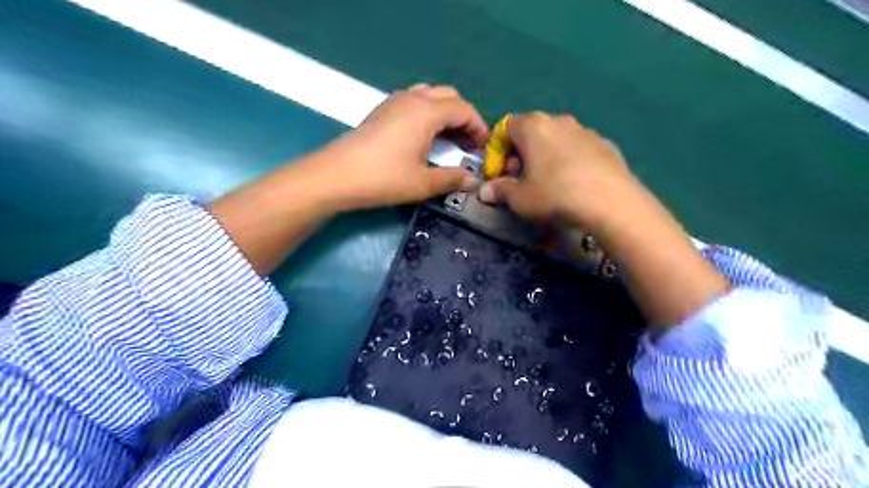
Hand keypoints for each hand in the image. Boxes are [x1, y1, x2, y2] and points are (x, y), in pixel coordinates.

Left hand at [298, 82, 488, 211]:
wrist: (336, 176)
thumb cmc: (384, 179)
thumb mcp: (423, 183)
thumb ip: (452, 179)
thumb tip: (473, 180)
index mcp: (427, 112)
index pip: (464, 109)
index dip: (478, 127)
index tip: (482, 148)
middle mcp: (413, 98)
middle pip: (449, 97)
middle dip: (464, 117)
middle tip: (468, 144)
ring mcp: (395, 101)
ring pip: (431, 96)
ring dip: (446, 113)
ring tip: (449, 139)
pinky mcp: (382, 110)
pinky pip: (415, 101)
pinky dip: (429, 113)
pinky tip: (425, 137)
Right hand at [478, 112, 635, 230]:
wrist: (610, 202)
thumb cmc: (555, 195)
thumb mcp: (519, 199)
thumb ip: (500, 191)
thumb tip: (485, 191)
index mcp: (533, 126)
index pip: (506, 129)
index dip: (498, 152)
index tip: (500, 175)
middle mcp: (559, 120)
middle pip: (532, 133)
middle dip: (522, 155)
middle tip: (521, 180)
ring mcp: (586, 130)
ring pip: (557, 140)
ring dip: (546, 157)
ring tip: (548, 183)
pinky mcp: (606, 144)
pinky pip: (579, 150)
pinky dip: (570, 162)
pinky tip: (574, 184)